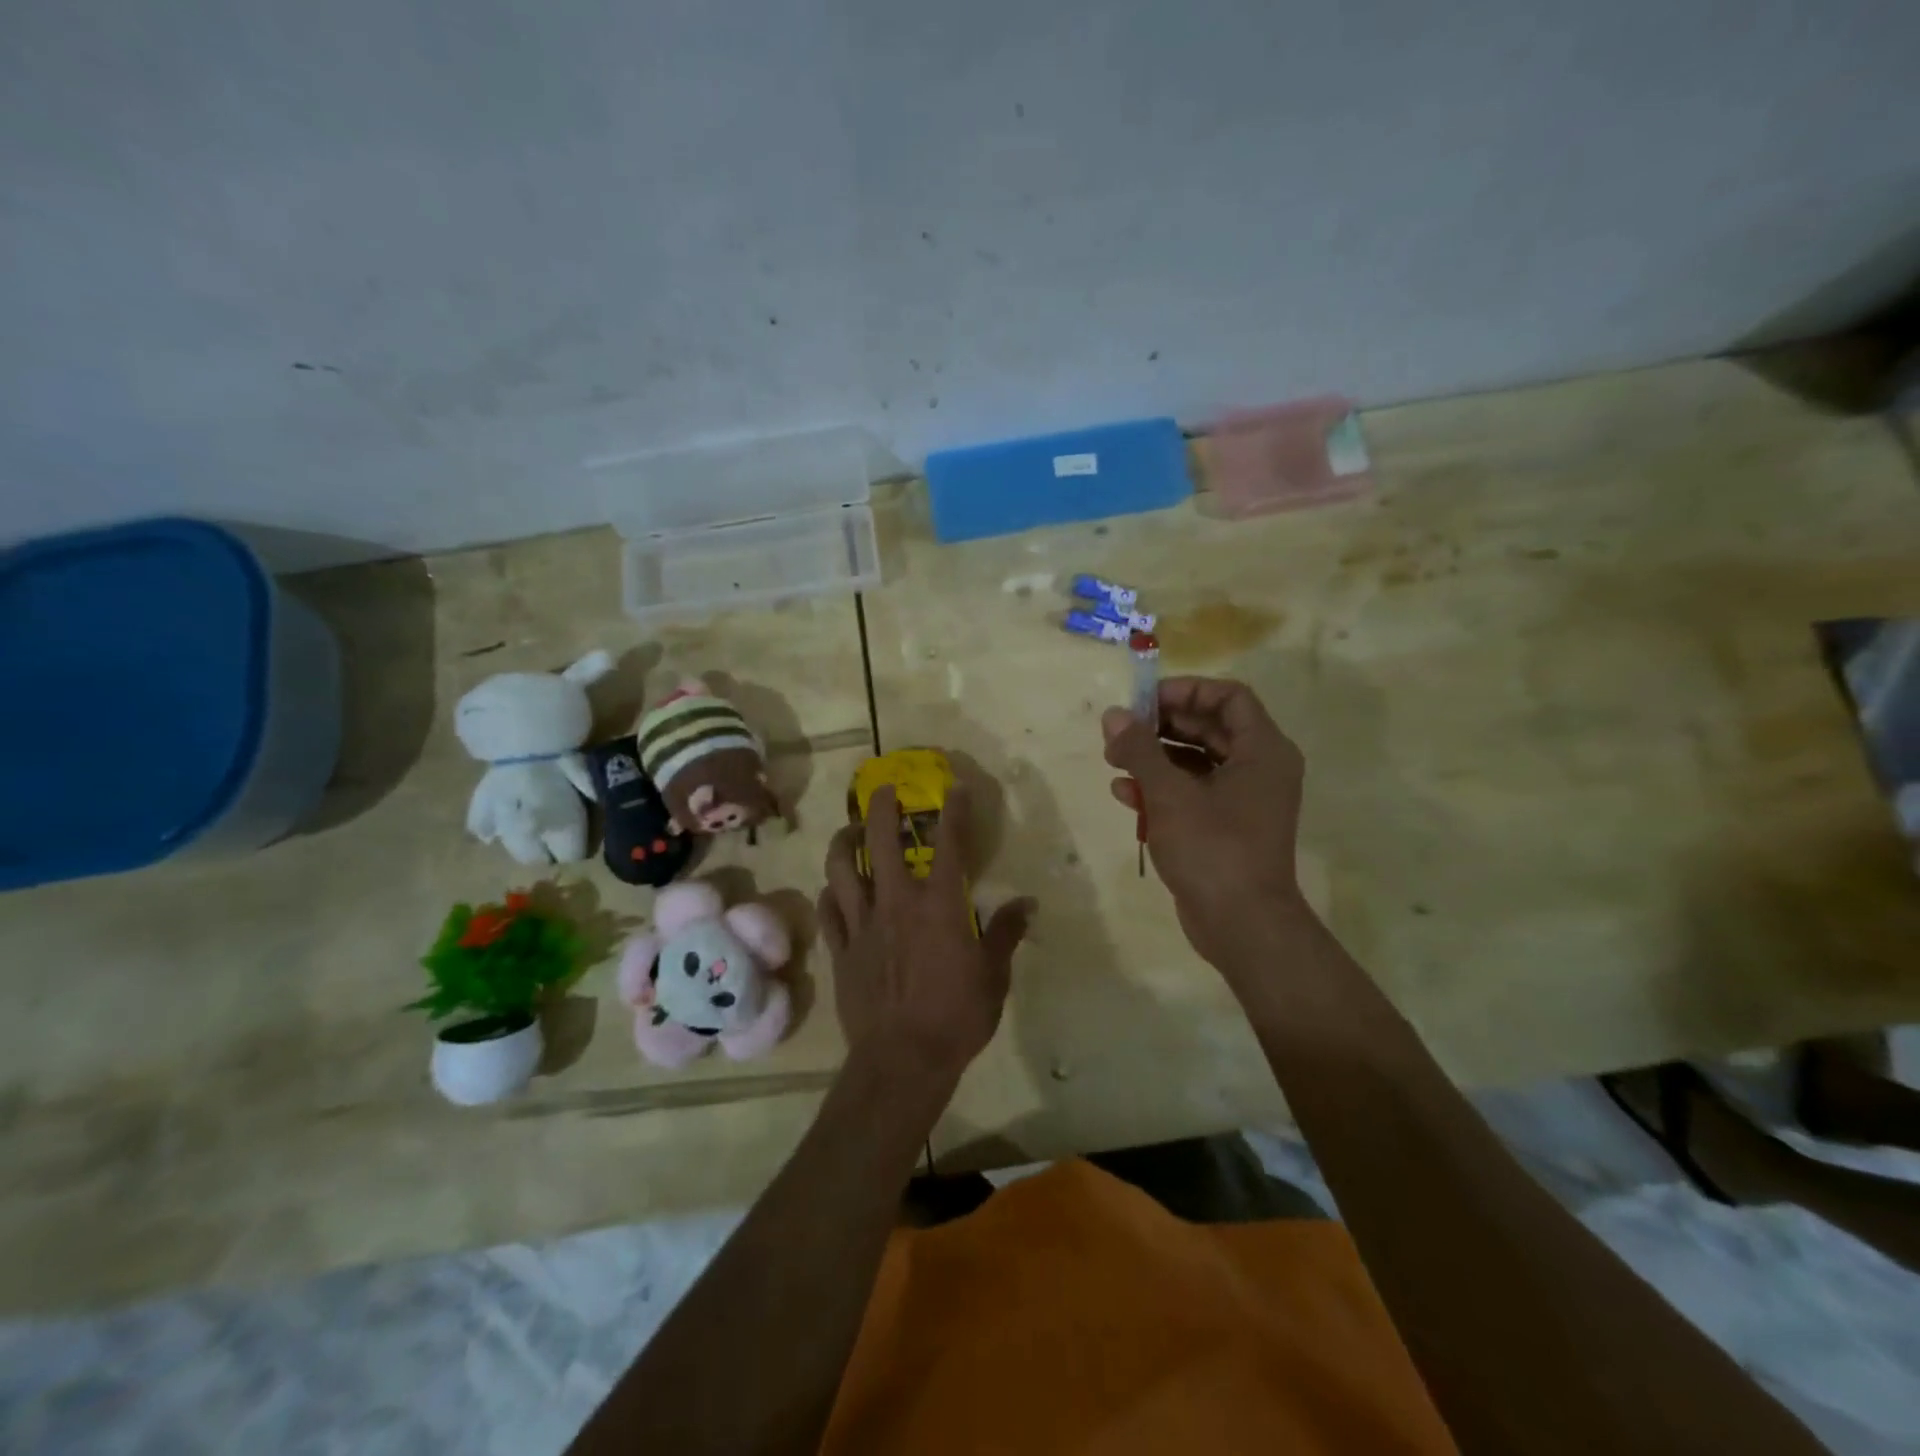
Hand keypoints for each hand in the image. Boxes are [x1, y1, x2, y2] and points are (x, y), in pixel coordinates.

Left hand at [818, 783, 1030, 1094]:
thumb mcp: (993, 976)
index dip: (953, 811)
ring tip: (850, 831)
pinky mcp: (840, 948)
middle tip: (883, 790)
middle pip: (881, 840)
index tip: (954, 788)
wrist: (902, 1059)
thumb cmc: (957, 1016)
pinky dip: (830, 892)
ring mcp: (862, 923)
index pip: (948, 844)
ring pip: (841, 868)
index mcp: (938, 904)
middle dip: (882, 807)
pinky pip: (828, 909)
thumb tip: (1027, 904)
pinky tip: (834, 888)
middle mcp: (896, 901)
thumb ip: (1006, 933)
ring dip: (845, 842)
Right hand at [1101, 676, 1307, 976]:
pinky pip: (1192, 792)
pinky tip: (1123, 793)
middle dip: (1161, 725)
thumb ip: (1140, 749)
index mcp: (1262, 751)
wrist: (1242, 926)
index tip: (1143, 700)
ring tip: (1113, 759)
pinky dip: (1160, 788)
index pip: (1228, 696)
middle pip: (1209, 727)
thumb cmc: (1213, 849)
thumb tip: (1112, 715)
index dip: (1185, 690)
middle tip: (1120, 730)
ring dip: (1155, 756)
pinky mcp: (1225, 827)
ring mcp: (1243, 800)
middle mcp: (1259, 769)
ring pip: (1196, 761)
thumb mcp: (1169, 794)